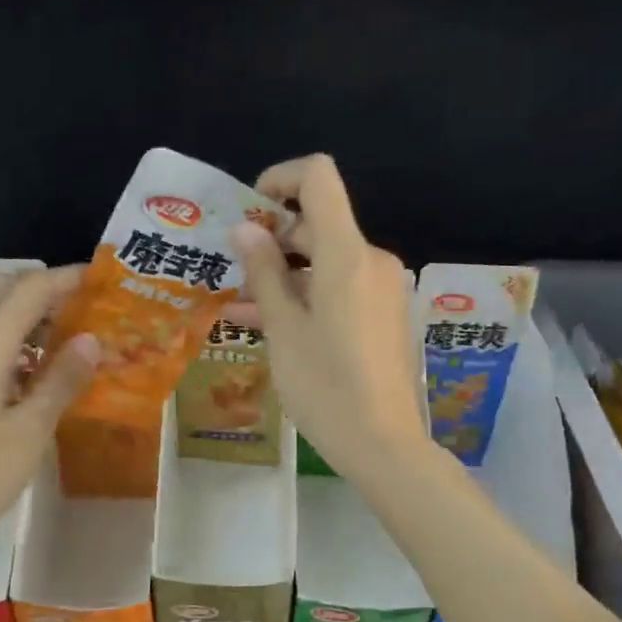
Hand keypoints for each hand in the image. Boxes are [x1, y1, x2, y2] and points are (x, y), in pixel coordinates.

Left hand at [0, 267, 99, 545]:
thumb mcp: (32, 429)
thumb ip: (62, 379)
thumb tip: (92, 338)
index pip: (29, 292)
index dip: (65, 279)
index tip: (101, 280)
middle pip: (3, 292)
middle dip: (44, 288)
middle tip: (85, 304)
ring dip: (29, 313)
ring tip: (72, 332)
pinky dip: (16, 340)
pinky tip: (41, 368)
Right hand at [229, 154, 429, 479]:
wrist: (383, 443)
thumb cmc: (325, 386)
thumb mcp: (284, 330)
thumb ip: (264, 273)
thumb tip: (247, 230)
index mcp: (347, 254)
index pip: (319, 178)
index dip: (281, 179)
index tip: (251, 209)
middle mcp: (372, 261)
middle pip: (321, 224)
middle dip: (275, 240)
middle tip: (234, 273)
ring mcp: (384, 289)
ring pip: (328, 263)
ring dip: (287, 276)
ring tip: (242, 307)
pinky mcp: (387, 315)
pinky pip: (343, 289)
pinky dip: (310, 296)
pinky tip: (275, 325)